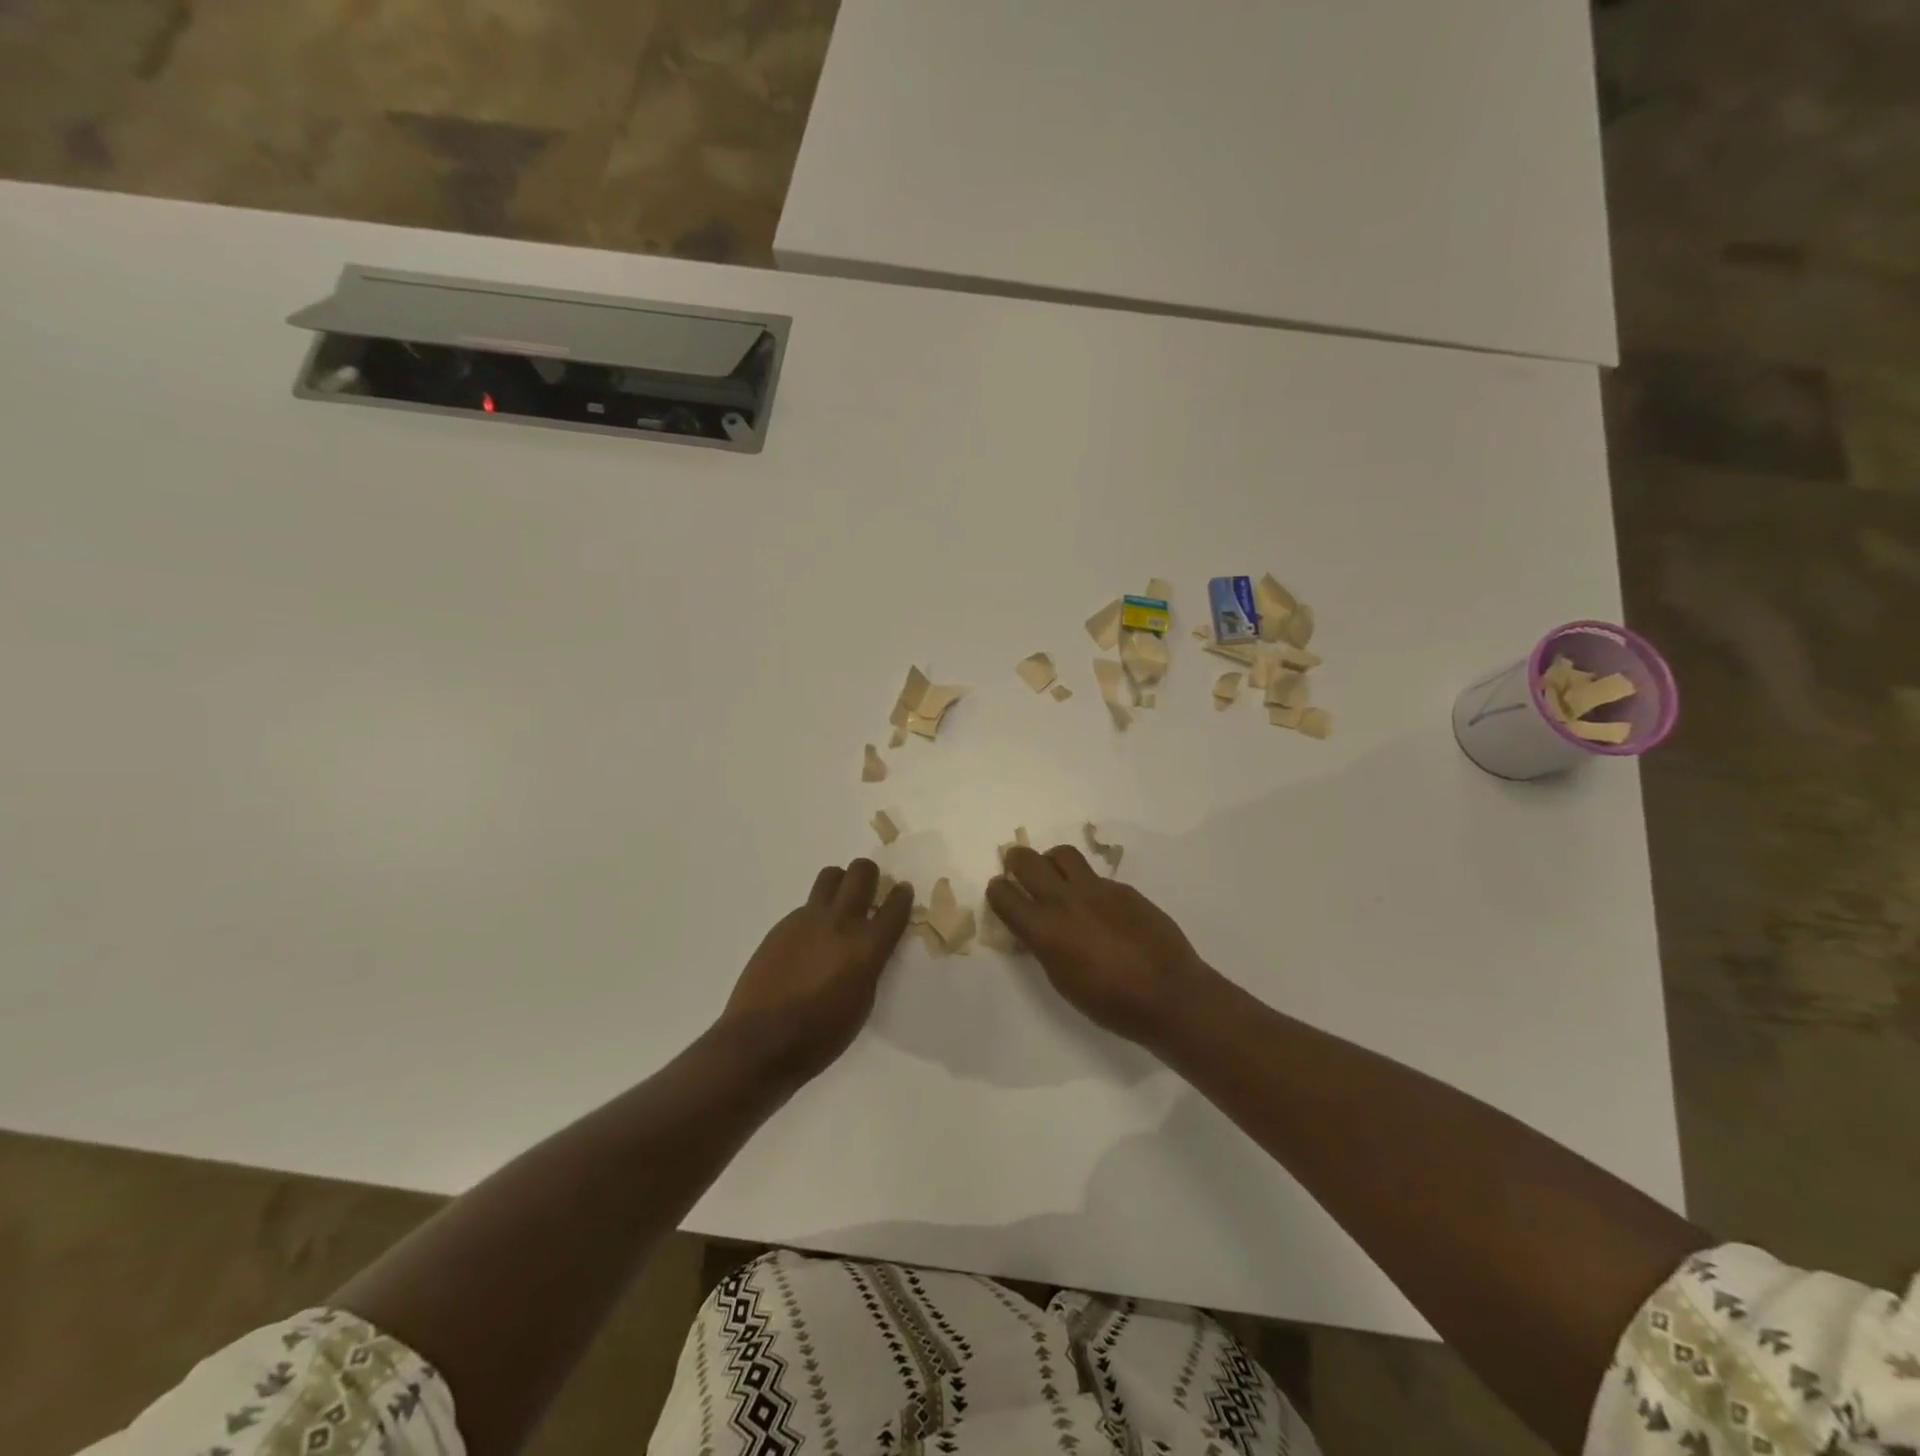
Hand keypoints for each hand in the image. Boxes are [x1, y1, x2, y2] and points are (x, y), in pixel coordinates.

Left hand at [720, 859, 913, 1083]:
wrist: (760, 1041)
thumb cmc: (820, 1036)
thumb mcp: (862, 1004)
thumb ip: (869, 966)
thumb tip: (867, 948)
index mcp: (867, 946)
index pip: (895, 906)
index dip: (902, 895)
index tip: (902, 892)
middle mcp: (840, 922)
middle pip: (861, 872)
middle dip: (870, 875)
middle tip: (870, 892)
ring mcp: (808, 920)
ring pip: (830, 876)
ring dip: (841, 883)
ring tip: (839, 905)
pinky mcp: (782, 925)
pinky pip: (806, 905)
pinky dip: (815, 914)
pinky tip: (809, 941)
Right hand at [987, 845, 1215, 1046]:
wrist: (1168, 994)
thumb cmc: (1110, 1003)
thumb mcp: (1062, 980)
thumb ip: (1043, 947)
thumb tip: (1034, 930)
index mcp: (1044, 930)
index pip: (1003, 894)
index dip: (997, 892)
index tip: (1001, 894)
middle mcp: (1064, 900)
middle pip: (1026, 860)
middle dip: (1015, 861)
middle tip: (1018, 869)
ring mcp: (1095, 889)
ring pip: (1061, 854)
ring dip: (1050, 861)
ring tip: (1055, 876)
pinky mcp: (1122, 888)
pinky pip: (1094, 875)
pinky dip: (1085, 883)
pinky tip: (1096, 906)